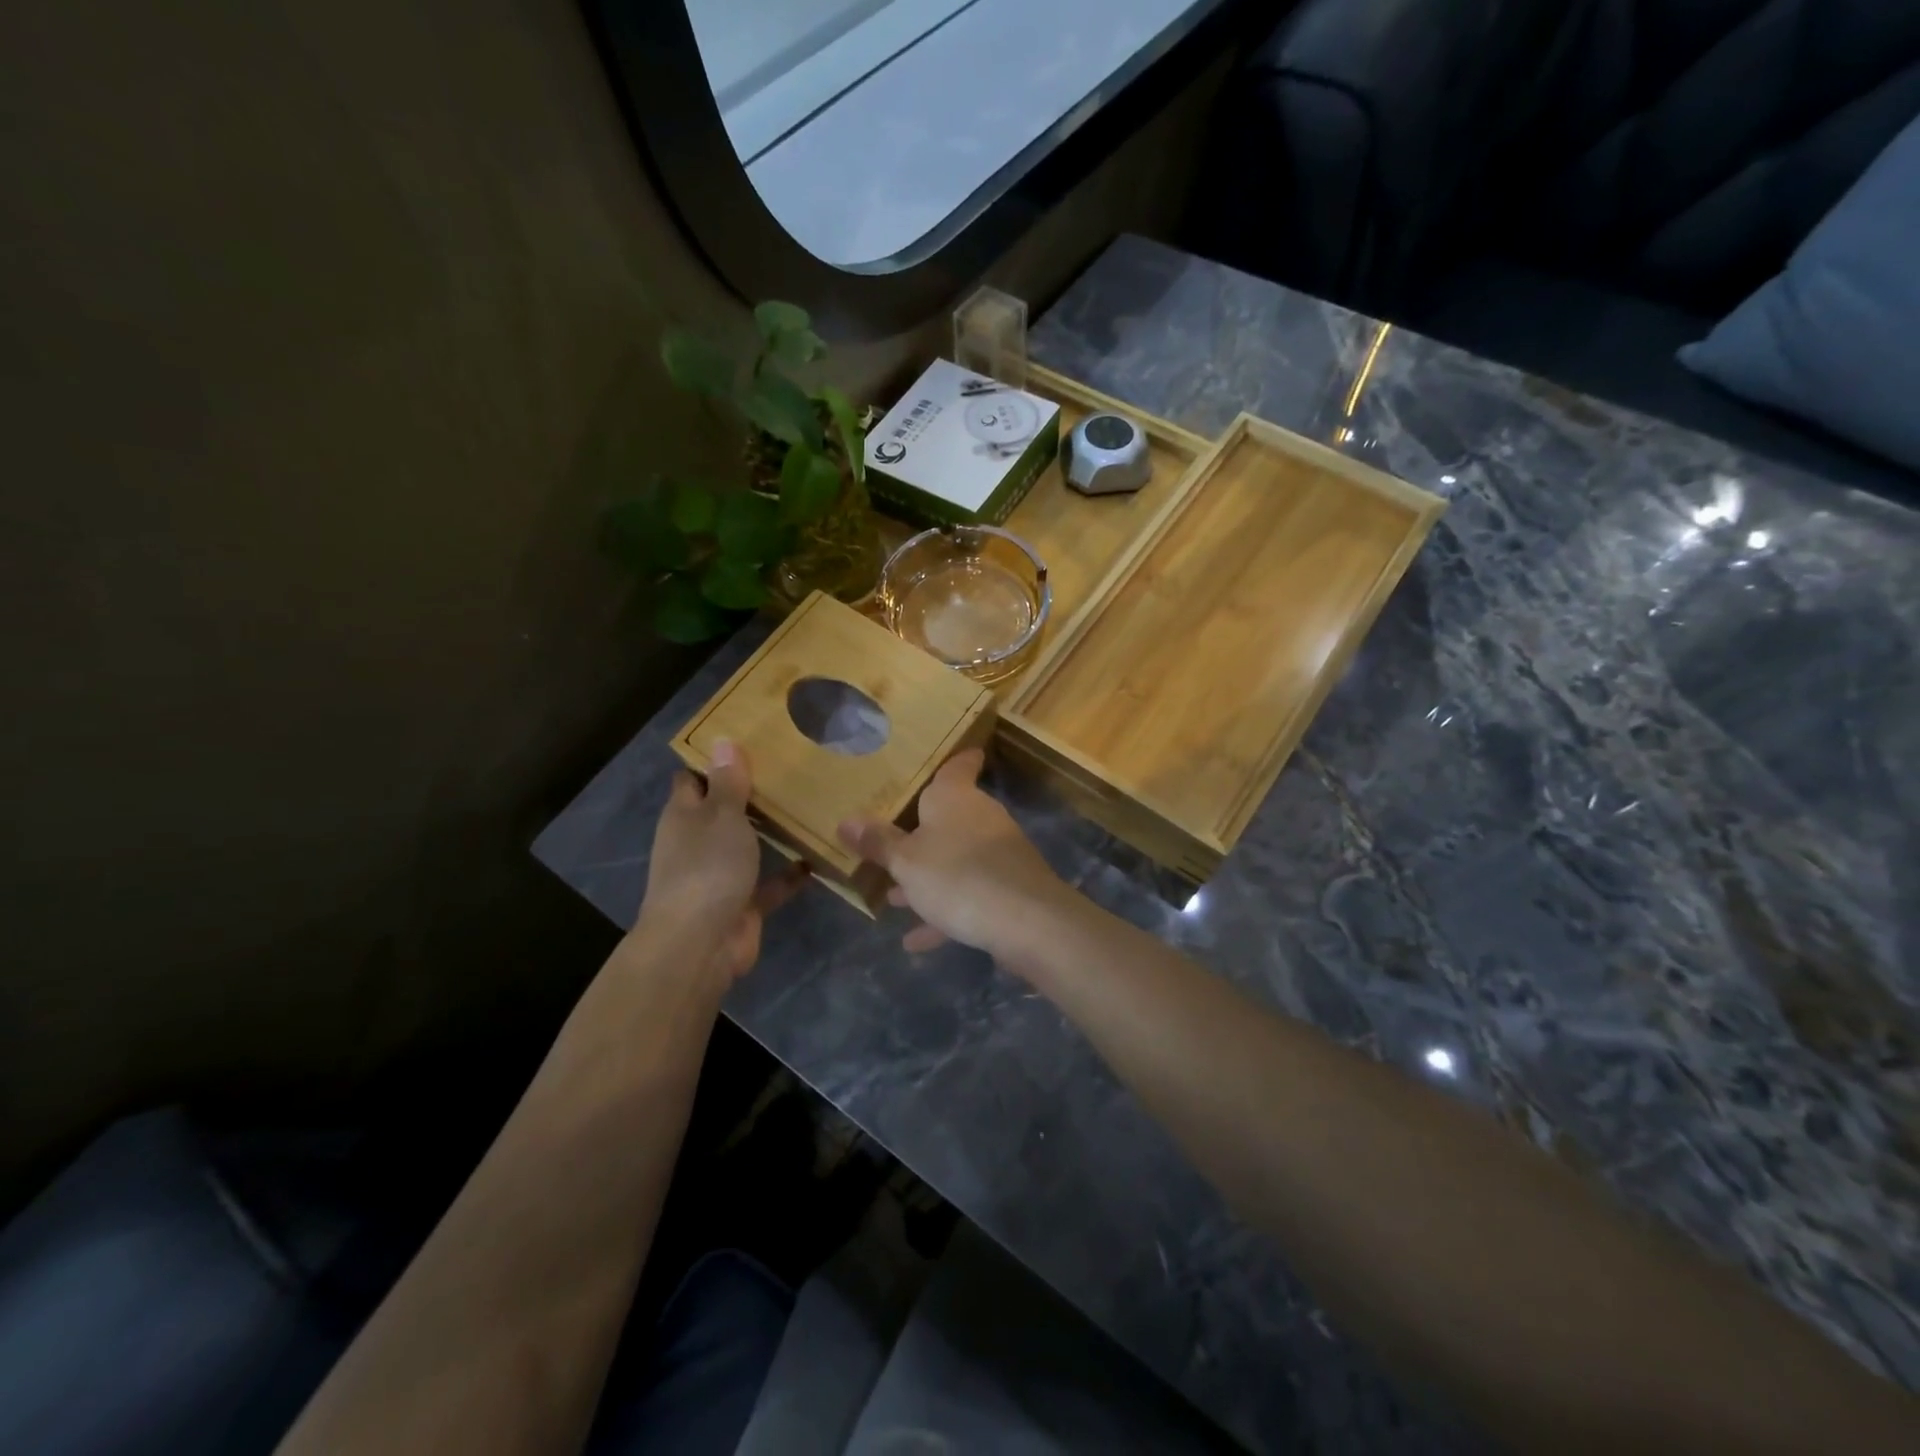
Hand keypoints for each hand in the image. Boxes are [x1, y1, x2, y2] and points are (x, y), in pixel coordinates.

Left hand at [638, 740, 805, 981]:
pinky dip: (790, 874)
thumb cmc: (707, 868)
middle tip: (790, 770)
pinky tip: (818, 858)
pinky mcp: (742, 904)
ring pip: (747, 846)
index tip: (748, 742)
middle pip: (723, 812)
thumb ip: (727, 783)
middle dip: (749, 795)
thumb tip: (722, 741)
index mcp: (685, 816)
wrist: (700, 944)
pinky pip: (769, 883)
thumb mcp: (721, 816)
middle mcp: (698, 843)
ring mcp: (719, 875)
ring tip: (808, 807)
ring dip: (771, 833)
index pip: (693, 780)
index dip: (714, 762)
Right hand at [837, 749, 1070, 961]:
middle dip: (920, 834)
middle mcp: (980, 817)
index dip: (956, 759)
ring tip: (894, 898)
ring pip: (956, 859)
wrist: (1025, 921)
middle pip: (950, 817)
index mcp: (955, 798)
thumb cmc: (957, 875)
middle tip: (890, 842)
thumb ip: (877, 843)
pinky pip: (968, 895)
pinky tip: (916, 941)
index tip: (955, 755)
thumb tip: (846, 821)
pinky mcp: (1008, 888)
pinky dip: (944, 913)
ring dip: (928, 877)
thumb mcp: (905, 861)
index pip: (958, 765)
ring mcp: (998, 853)